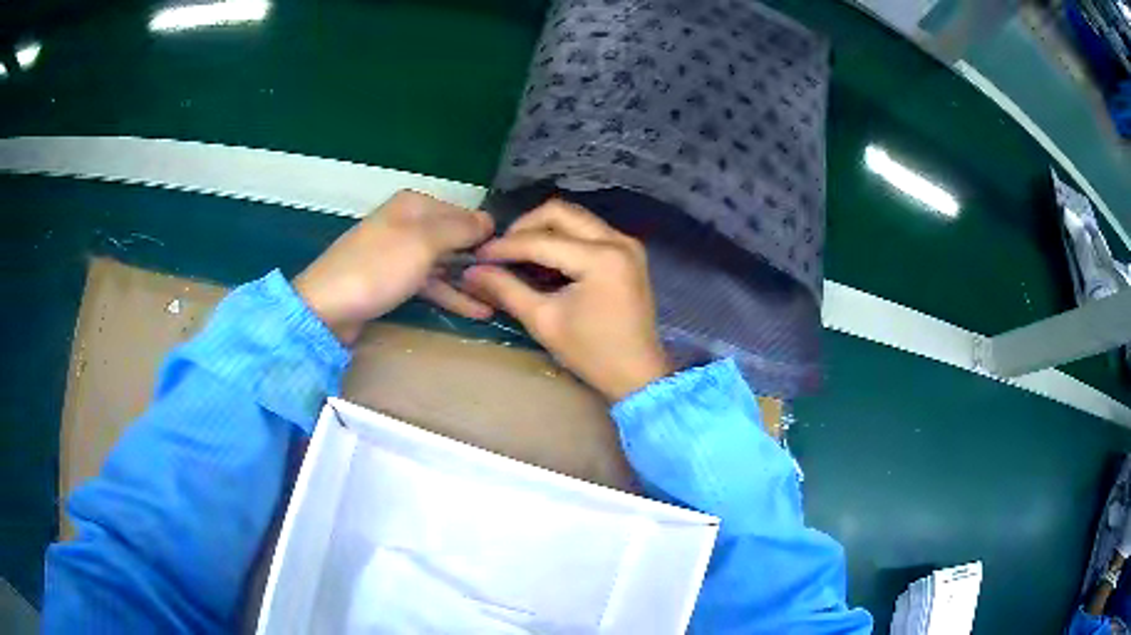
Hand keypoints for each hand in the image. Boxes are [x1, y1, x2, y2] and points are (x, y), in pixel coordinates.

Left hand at [294, 191, 494, 345]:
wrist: (326, 307)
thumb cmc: (378, 268)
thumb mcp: (424, 242)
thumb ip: (460, 229)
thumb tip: (490, 220)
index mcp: (414, 205)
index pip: (463, 213)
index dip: (486, 233)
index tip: (513, 256)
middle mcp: (407, 224)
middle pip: (453, 239)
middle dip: (480, 259)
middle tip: (512, 282)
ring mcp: (398, 254)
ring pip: (443, 264)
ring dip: (469, 282)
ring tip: (500, 301)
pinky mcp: (392, 281)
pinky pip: (429, 283)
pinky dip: (450, 295)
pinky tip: (476, 311)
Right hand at [463, 200, 669, 401]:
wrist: (638, 374)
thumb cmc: (591, 353)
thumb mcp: (544, 321)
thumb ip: (506, 289)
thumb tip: (471, 272)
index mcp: (600, 258)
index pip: (541, 240)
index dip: (505, 247)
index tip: (477, 256)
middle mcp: (618, 240)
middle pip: (560, 212)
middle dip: (524, 227)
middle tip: (501, 250)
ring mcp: (627, 243)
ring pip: (575, 218)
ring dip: (544, 230)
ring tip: (519, 254)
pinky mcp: (628, 252)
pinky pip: (588, 231)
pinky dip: (563, 238)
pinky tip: (545, 259)